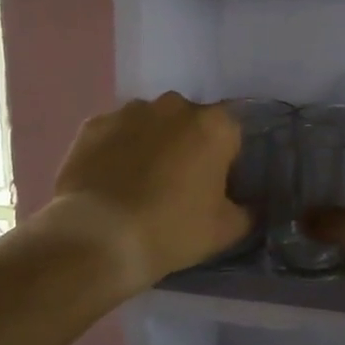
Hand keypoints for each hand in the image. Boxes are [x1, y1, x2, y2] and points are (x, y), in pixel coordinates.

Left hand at [49, 93, 248, 288]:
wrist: (98, 239)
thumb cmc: (172, 230)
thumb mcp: (226, 230)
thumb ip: (249, 211)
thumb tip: (251, 206)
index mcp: (214, 125)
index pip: (232, 135)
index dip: (227, 162)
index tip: (216, 190)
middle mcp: (174, 106)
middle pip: (190, 123)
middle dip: (188, 147)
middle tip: (179, 186)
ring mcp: (129, 112)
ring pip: (150, 124)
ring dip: (152, 144)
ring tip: (139, 184)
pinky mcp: (93, 125)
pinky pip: (115, 134)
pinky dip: (117, 150)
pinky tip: (110, 181)